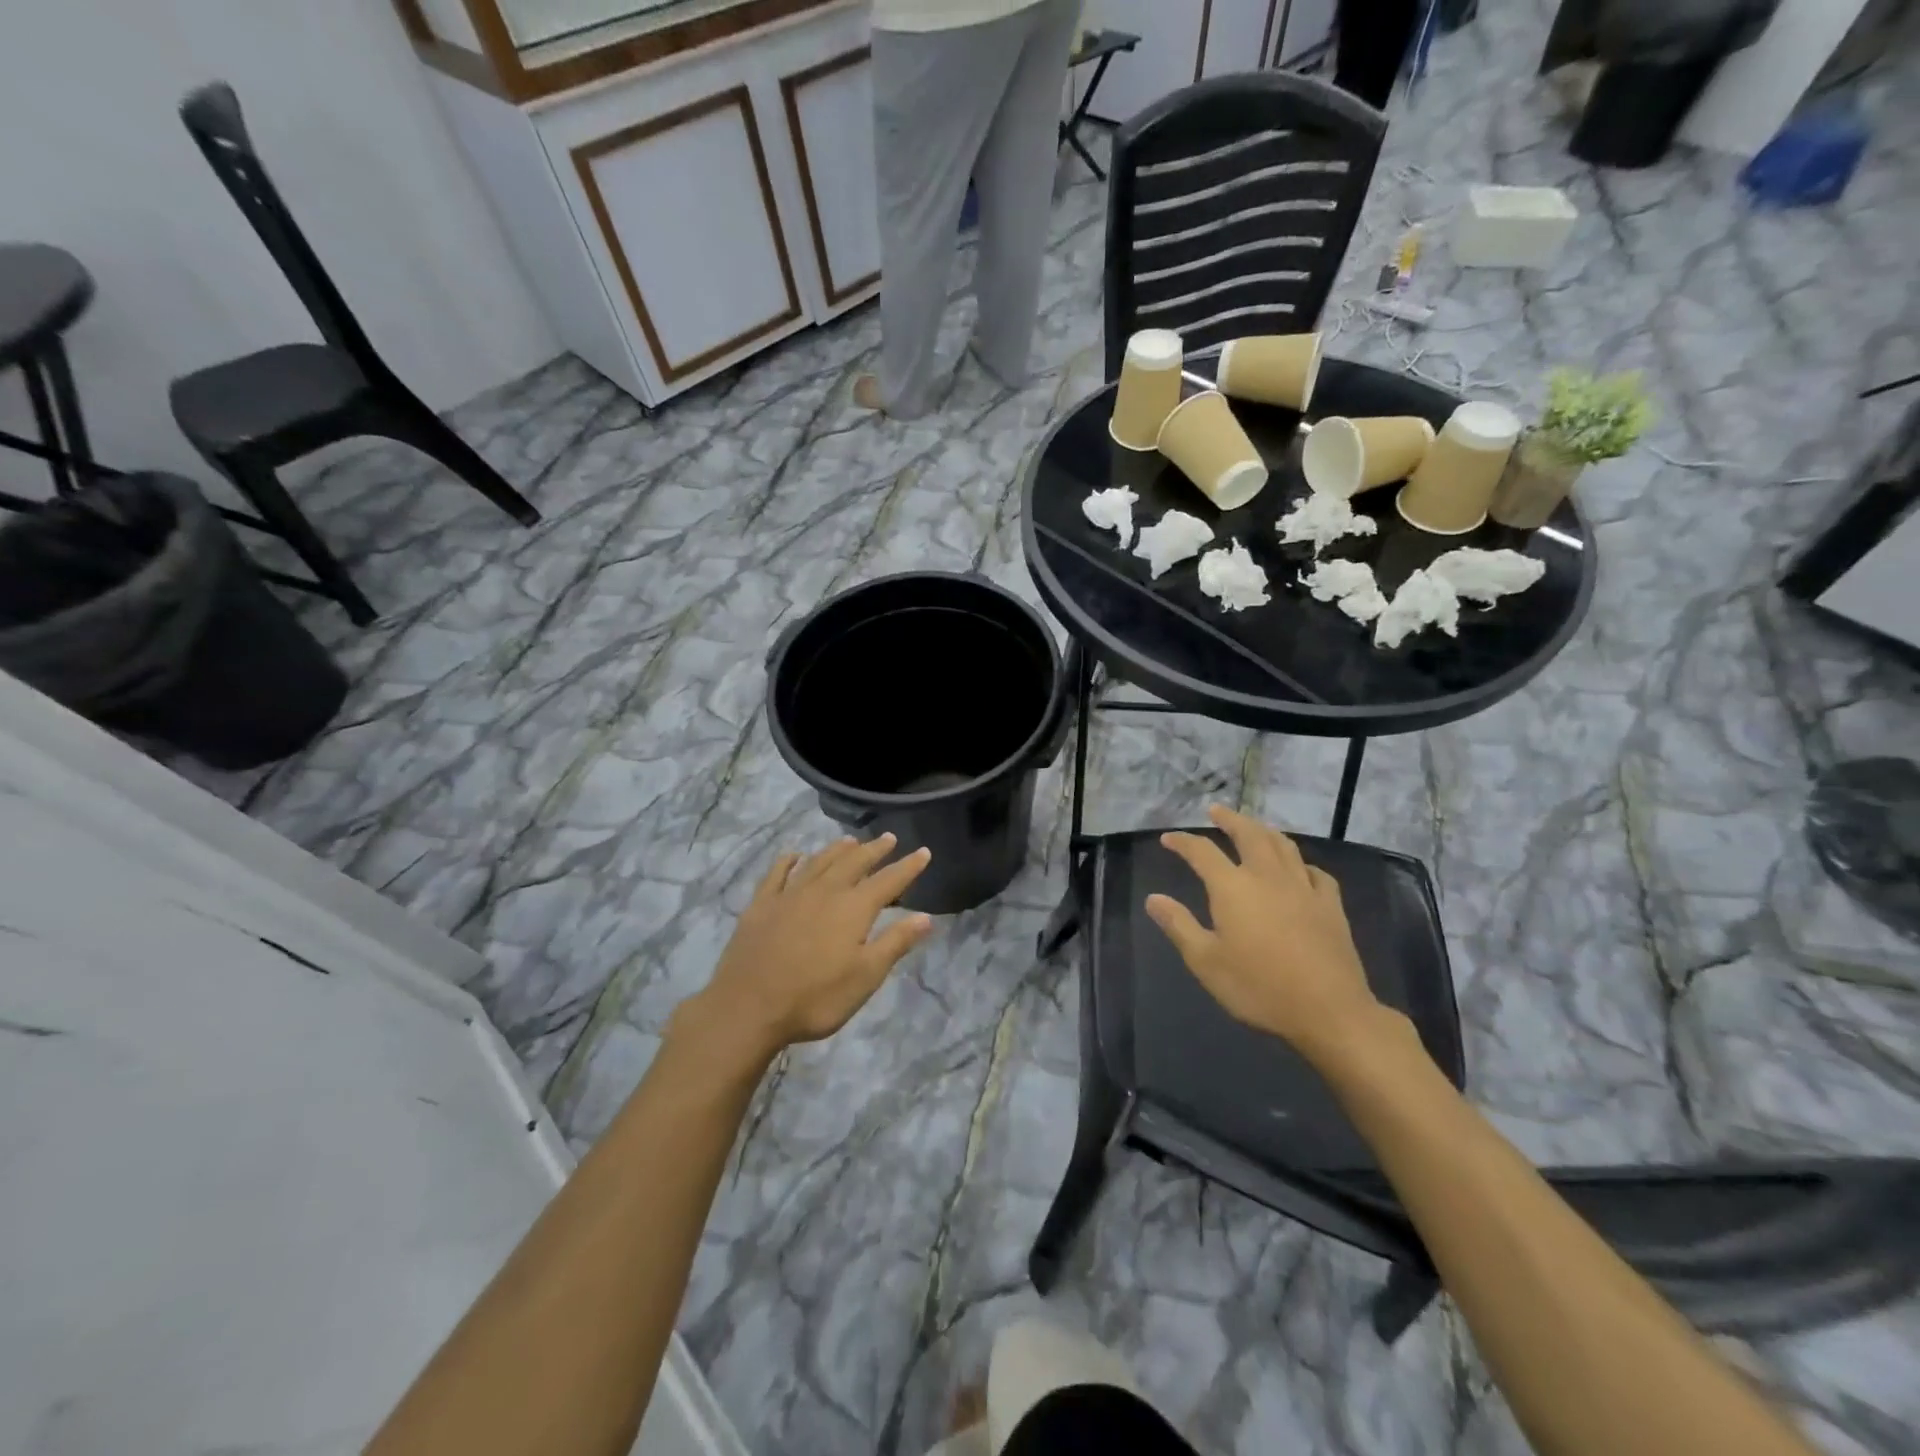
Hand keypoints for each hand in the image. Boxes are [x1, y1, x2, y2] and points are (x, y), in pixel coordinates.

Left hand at [687, 834, 934, 1061]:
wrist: (748, 1008)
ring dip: (837, 849)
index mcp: (854, 908)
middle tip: (888, 838)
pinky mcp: (761, 905)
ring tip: (851, 840)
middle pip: (854, 863)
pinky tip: (793, 855)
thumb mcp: (866, 976)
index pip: (888, 881)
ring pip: (819, 862)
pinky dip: (788, 861)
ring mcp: (789, 895)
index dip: (908, 866)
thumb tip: (926, 916)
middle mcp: (824, 892)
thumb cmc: (815, 997)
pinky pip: (777, 874)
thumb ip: (895, 942)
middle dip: (874, 850)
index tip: (924, 851)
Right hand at [1145, 805, 1385, 1065]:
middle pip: (1249, 834)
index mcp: (1232, 887)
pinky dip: (1300, 863)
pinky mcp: (1330, 905)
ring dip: (1264, 831)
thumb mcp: (1206, 962)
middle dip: (1230, 820)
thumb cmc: (1258, 987)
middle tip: (1216, 811)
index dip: (1183, 842)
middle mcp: (1267, 876)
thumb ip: (1179, 925)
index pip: (1202, 852)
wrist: (1328, 1010)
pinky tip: (1298, 869)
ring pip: (1283, 845)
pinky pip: (1315, 872)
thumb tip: (1154, 898)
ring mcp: (1303, 888)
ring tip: (1254, 827)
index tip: (1168, 838)